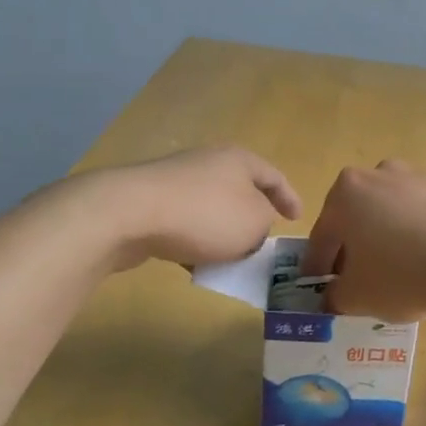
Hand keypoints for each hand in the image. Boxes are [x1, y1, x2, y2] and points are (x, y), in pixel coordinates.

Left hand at [92, 146, 300, 269]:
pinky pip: (184, 223)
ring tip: (229, 261)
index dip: (290, 199)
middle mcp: (209, 163)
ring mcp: (176, 181)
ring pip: (211, 210)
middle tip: (262, 242)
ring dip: (222, 234)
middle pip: (240, 191)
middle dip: (252, 218)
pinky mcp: (150, 202)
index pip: (275, 177)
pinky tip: (192, 265)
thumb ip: (264, 224)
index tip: (297, 220)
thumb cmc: (205, 215)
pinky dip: (194, 242)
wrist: (129, 214)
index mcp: (240, 160)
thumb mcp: (254, 223)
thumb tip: (252, 225)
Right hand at [300, 160, 425, 320]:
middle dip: (359, 244)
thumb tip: (334, 297)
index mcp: (348, 193)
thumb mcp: (357, 297)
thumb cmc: (403, 275)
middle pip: (362, 214)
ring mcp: (425, 176)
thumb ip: (336, 296)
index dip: (318, 265)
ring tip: (407, 271)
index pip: (324, 234)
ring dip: (397, 235)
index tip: (319, 287)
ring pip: (401, 210)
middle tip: (363, 278)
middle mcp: (384, 174)